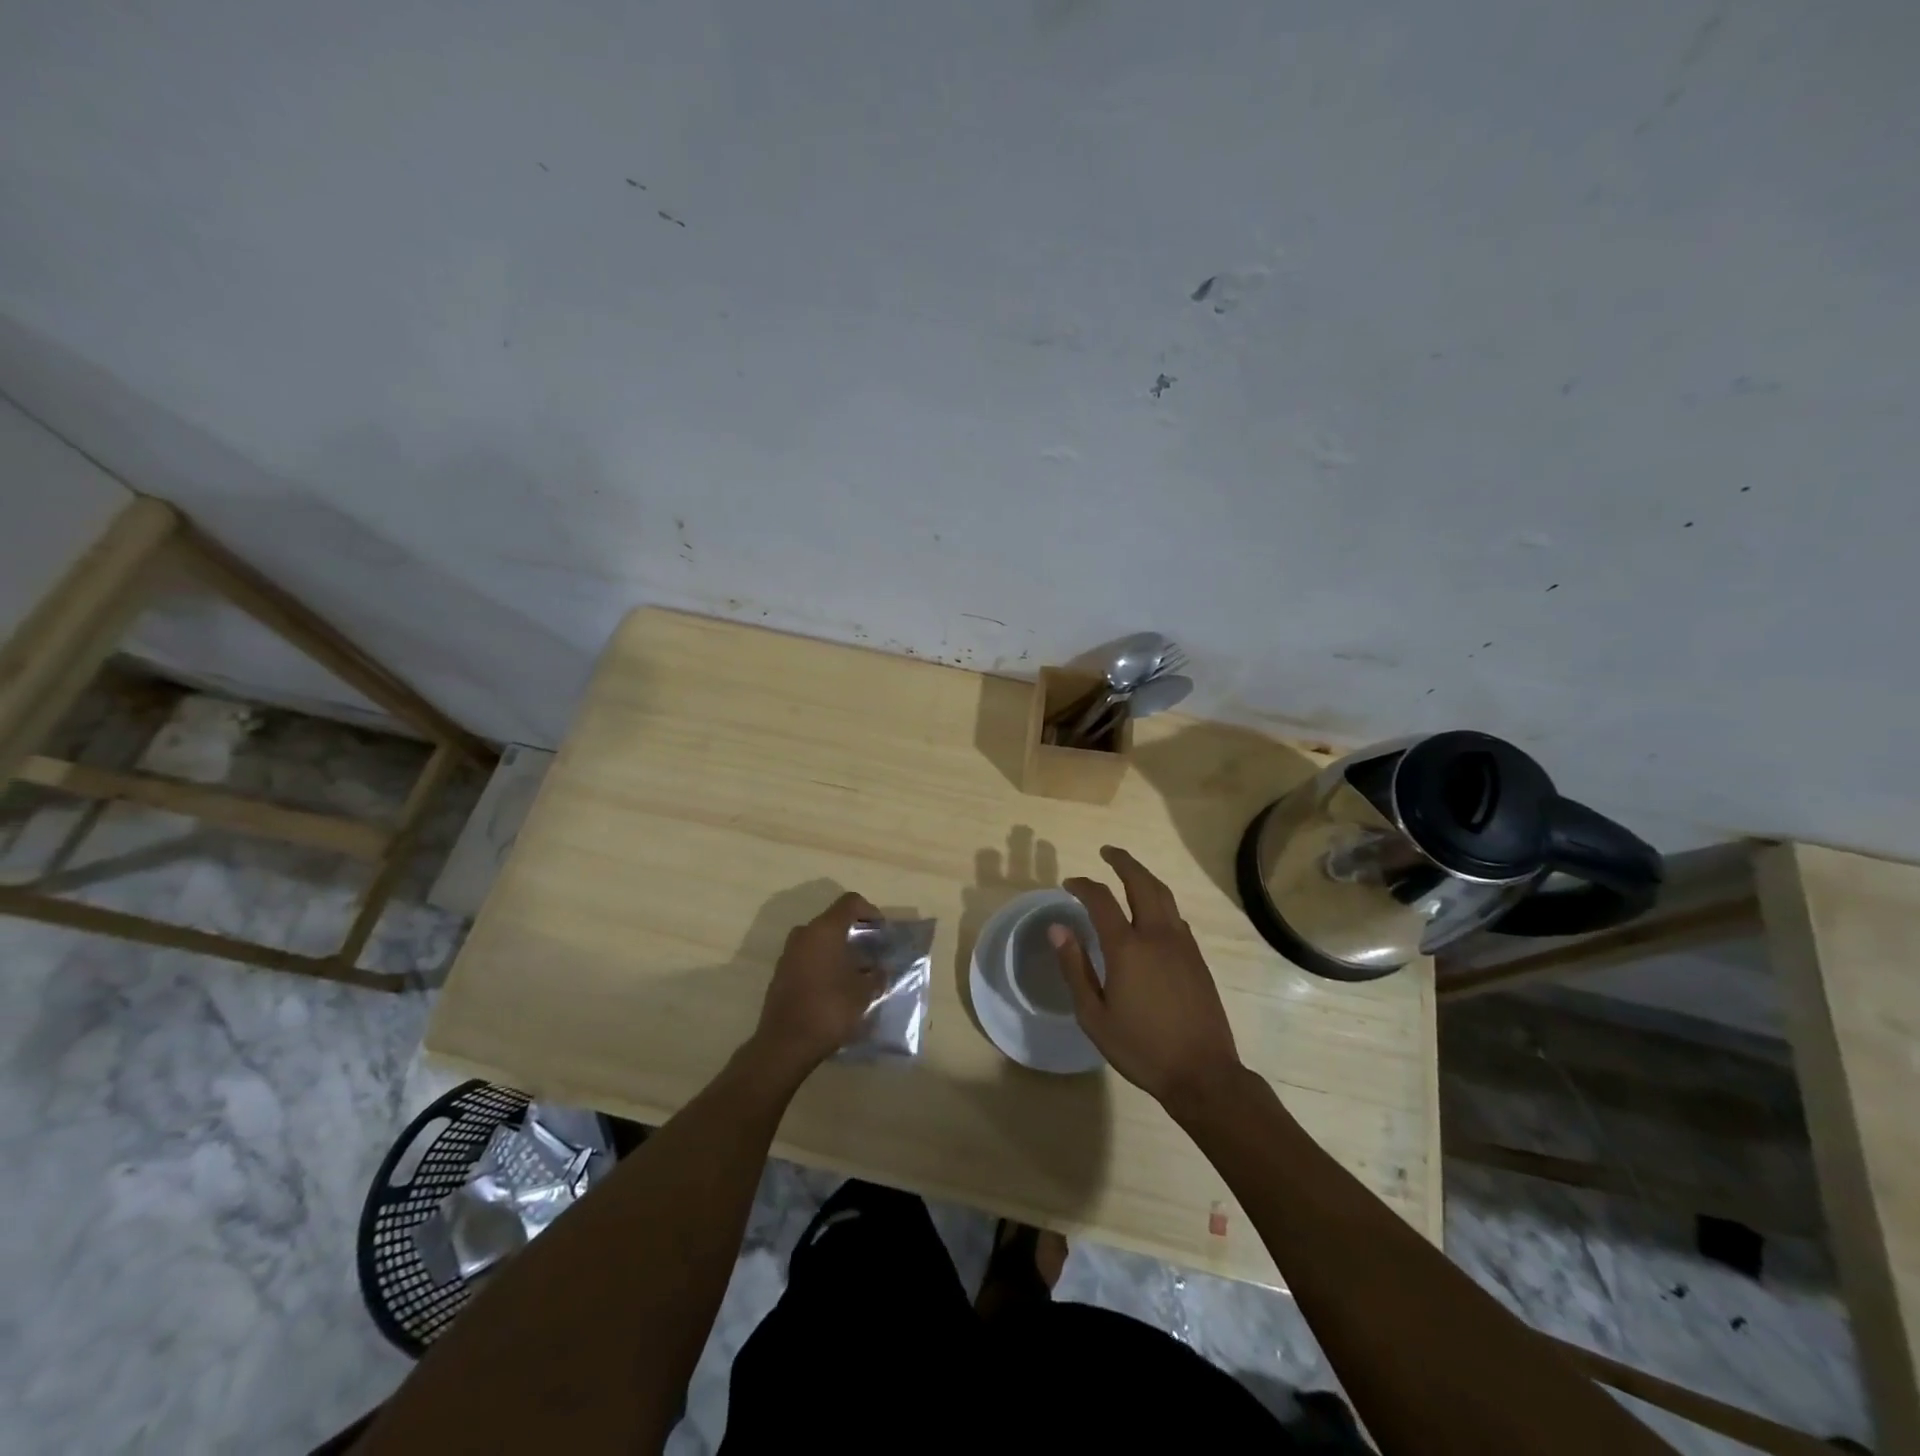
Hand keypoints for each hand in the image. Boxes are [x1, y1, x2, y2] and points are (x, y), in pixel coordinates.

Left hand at [751, 891, 881, 1073]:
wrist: (785, 1043)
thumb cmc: (829, 1009)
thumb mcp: (863, 993)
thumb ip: (876, 975)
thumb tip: (880, 970)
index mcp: (825, 930)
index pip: (851, 902)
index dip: (870, 911)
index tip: (882, 932)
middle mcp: (804, 934)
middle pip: (834, 921)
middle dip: (855, 933)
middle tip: (872, 952)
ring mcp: (789, 953)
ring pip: (819, 939)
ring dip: (839, 949)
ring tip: (857, 972)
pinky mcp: (781, 972)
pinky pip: (808, 956)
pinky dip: (824, 963)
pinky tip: (836, 986)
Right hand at [1052, 846, 1243, 1112]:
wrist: (1203, 1073)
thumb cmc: (1141, 1048)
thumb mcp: (1094, 1015)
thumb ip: (1074, 968)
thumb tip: (1058, 929)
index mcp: (1127, 948)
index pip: (1101, 900)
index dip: (1083, 885)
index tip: (1069, 883)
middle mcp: (1157, 935)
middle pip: (1141, 883)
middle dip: (1123, 862)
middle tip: (1107, 852)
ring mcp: (1182, 945)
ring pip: (1164, 895)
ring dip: (1144, 877)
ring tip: (1129, 872)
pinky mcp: (1197, 958)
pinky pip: (1176, 916)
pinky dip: (1160, 902)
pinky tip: (1152, 914)